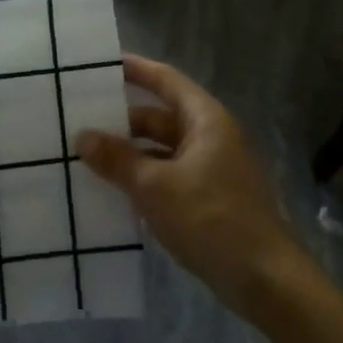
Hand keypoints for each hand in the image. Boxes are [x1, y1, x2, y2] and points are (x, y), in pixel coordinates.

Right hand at [76, 55, 304, 319]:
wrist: (264, 278)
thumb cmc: (212, 219)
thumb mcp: (156, 187)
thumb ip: (118, 160)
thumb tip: (82, 137)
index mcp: (205, 120)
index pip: (166, 81)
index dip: (135, 69)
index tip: (100, 64)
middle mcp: (210, 137)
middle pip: (160, 118)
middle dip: (122, 122)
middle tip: (78, 123)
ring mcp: (211, 170)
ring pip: (162, 151)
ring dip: (130, 155)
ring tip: (86, 159)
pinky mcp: (208, 200)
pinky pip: (168, 178)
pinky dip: (143, 180)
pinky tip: (113, 194)